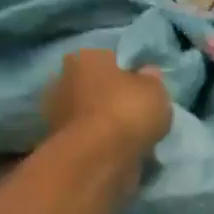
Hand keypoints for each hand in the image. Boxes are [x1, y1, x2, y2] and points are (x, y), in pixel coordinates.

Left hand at [41, 48, 172, 162]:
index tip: (144, 92)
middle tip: (136, 116)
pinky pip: (87, 138)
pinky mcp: (57, 142)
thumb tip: (147, 74)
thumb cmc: (129, 111)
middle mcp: (63, 78)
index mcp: (85, 57)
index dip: (129, 75)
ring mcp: (56, 112)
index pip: (110, 60)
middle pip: (95, 86)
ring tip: (130, 140)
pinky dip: (100, 144)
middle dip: (111, 98)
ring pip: (89, 114)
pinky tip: (117, 153)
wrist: (100, 157)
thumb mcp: (156, 90)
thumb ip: (151, 80)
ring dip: (104, 123)